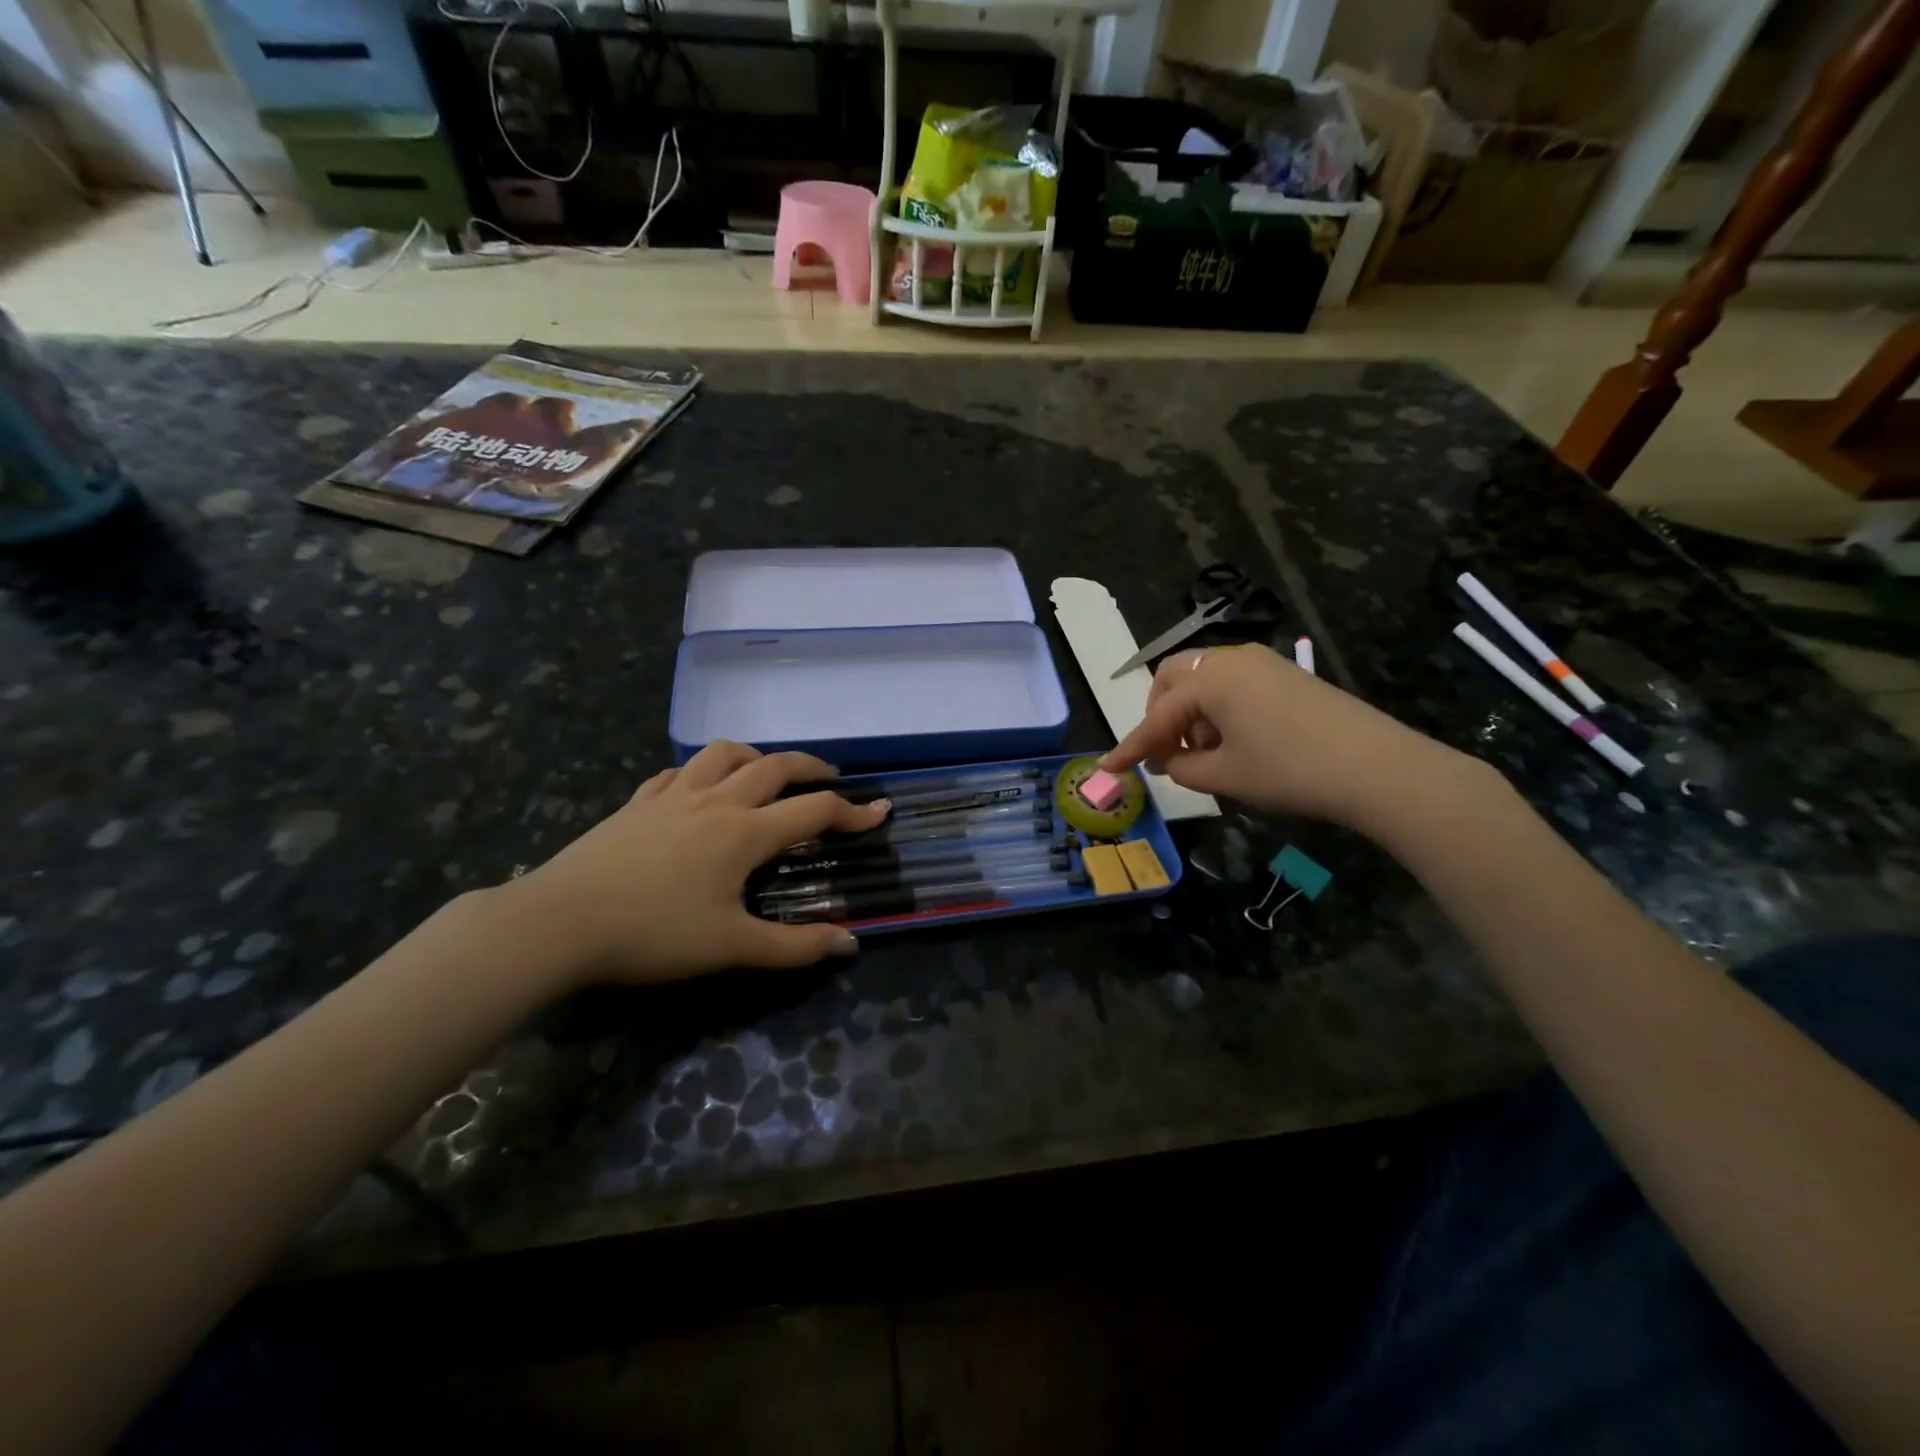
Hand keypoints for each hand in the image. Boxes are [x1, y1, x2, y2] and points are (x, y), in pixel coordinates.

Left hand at [502, 741, 889, 986]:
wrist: (559, 922)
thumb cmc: (652, 934)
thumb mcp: (730, 947)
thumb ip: (794, 947)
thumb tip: (849, 944)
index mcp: (744, 832)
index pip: (814, 810)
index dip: (854, 811)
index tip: (881, 811)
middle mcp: (716, 801)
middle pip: (775, 766)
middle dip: (811, 768)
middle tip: (831, 780)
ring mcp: (672, 796)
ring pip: (724, 754)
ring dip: (756, 756)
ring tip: (767, 771)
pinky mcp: (638, 803)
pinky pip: (678, 771)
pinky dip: (702, 771)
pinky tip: (699, 788)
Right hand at [1099, 645, 1463, 826]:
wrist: (1377, 768)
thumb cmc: (1289, 771)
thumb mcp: (1224, 776)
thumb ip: (1181, 767)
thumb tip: (1168, 759)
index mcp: (1211, 679)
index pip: (1157, 715)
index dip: (1131, 746)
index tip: (1108, 768)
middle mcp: (1233, 659)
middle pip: (1174, 678)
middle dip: (1161, 715)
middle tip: (1167, 752)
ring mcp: (1264, 663)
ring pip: (1205, 680)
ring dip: (1192, 714)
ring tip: (1207, 755)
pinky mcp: (1287, 675)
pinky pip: (1234, 685)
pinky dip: (1219, 710)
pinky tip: (1236, 743)